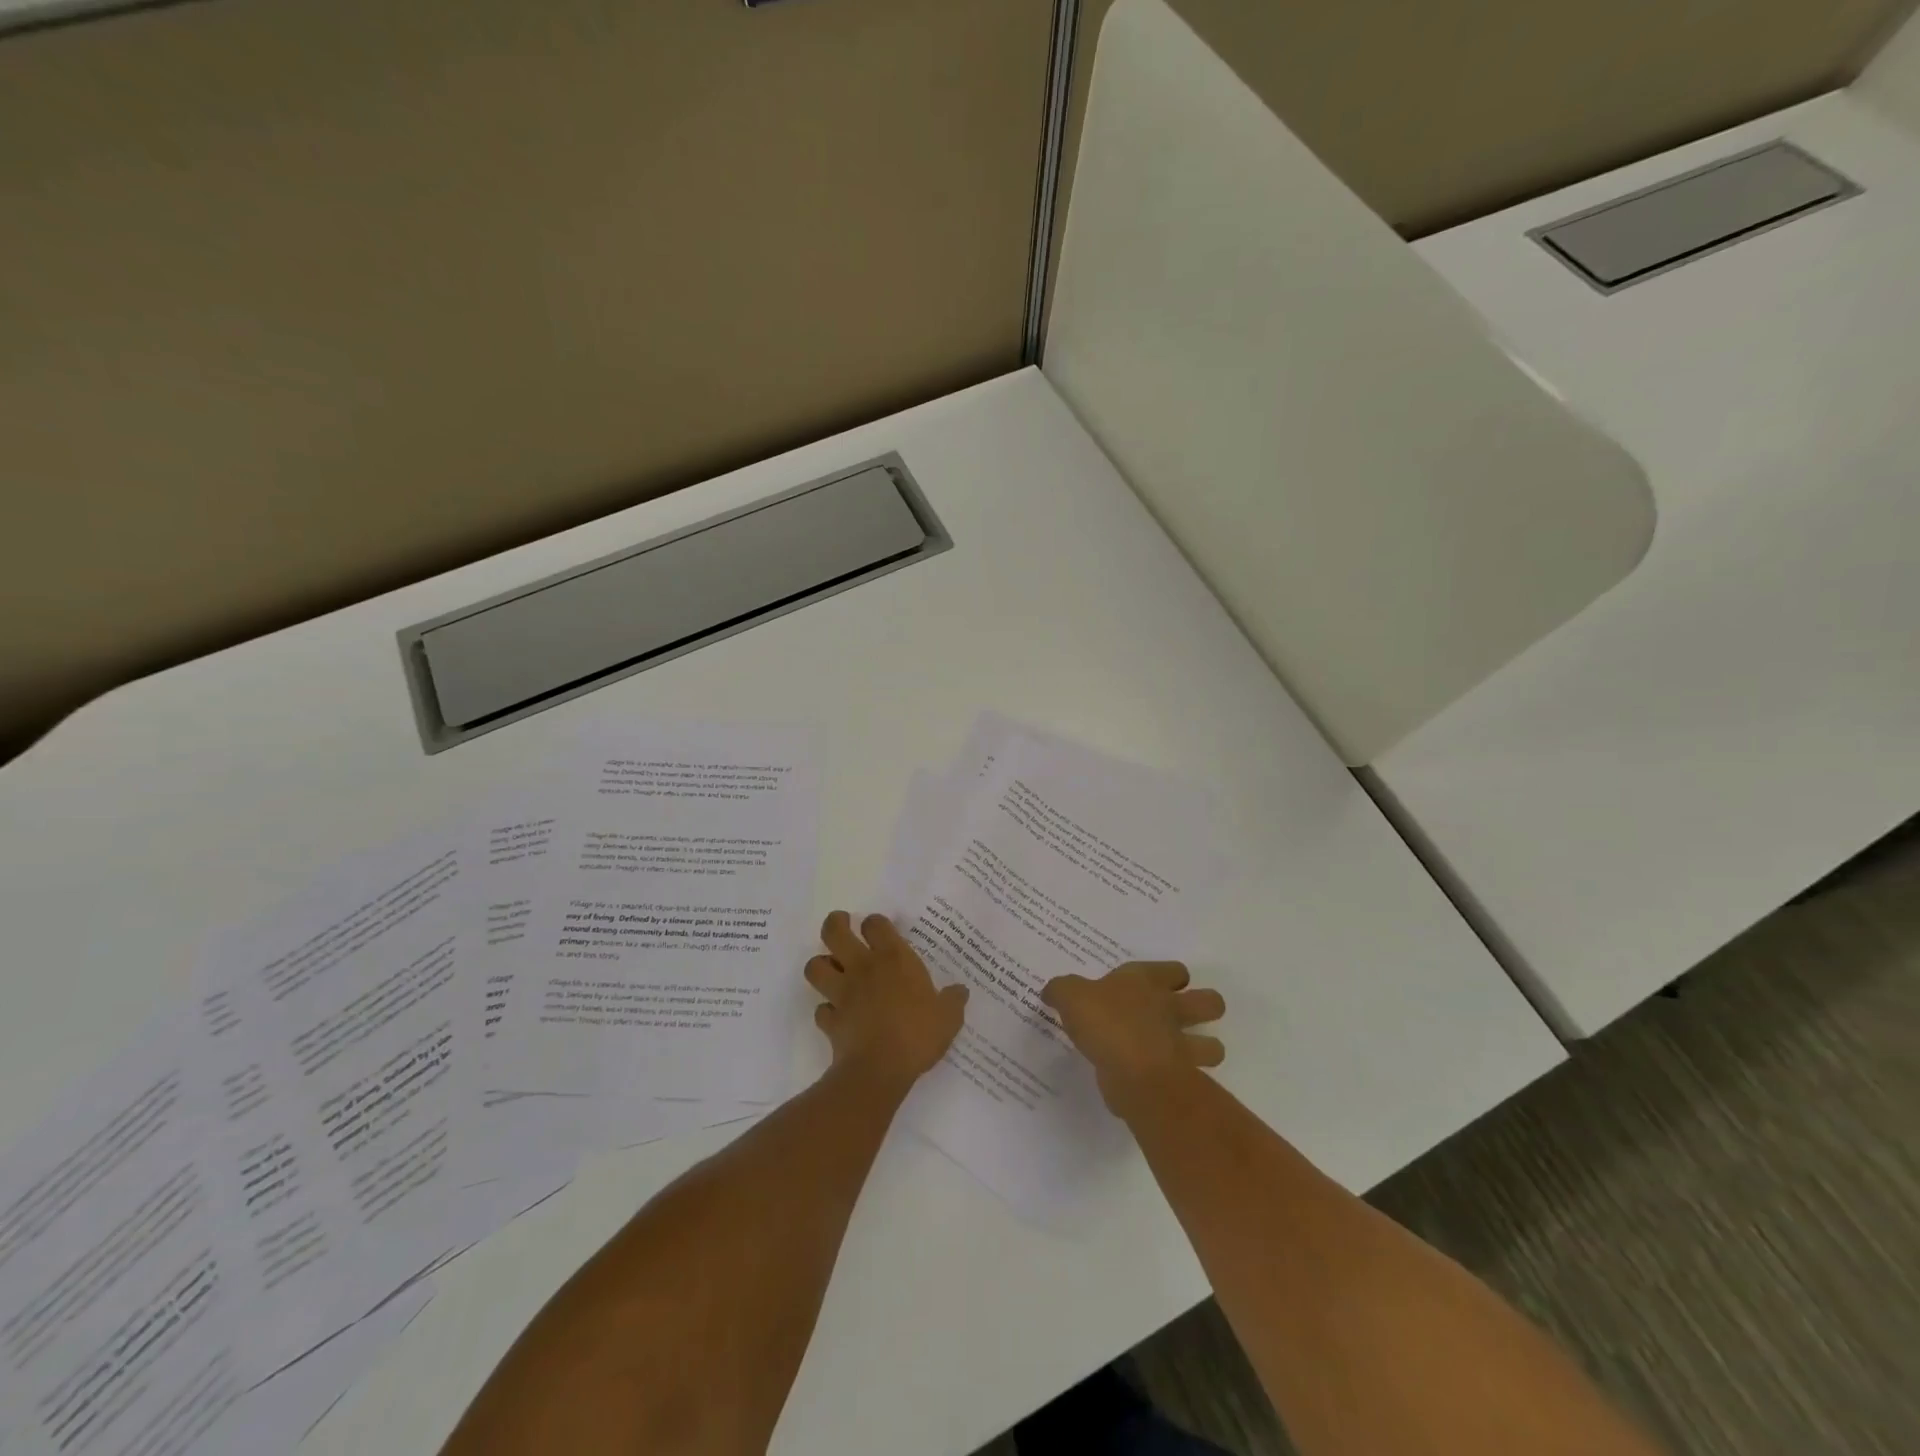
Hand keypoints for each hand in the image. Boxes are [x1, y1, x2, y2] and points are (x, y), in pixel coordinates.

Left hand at [806, 912, 967, 1092]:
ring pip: (815, 966)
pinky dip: (826, 1010)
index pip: (875, 924)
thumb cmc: (917, 1034)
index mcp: (893, 959)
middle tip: (842, 926)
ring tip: (832, 970)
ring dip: (821, 966)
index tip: (879, 930)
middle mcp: (862, 968)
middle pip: (834, 932)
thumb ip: (953, 1001)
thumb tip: (961, 991)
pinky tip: (837, 1015)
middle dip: (835, 924)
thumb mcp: (948, 1017)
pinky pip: (820, 1009)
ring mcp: (841, 993)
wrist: (880, 1069)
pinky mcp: (830, 1020)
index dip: (875, 923)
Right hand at [1041, 962, 1224, 1114]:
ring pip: (1213, 1046)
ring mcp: (1182, 1045)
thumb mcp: (1071, 996)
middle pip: (1211, 1003)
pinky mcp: (1181, 1080)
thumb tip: (1051, 991)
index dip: (1171, 976)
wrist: (1132, 1071)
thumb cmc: (1105, 1021)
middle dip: (1205, 1008)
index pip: (1176, 970)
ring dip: (1205, 1049)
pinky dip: (1181, 1081)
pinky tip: (1161, 1083)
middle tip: (1181, 1017)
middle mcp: (1172, 1009)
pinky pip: (1191, 1079)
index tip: (1155, 985)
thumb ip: (1062, 990)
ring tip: (1182, 1054)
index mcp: (1147, 982)